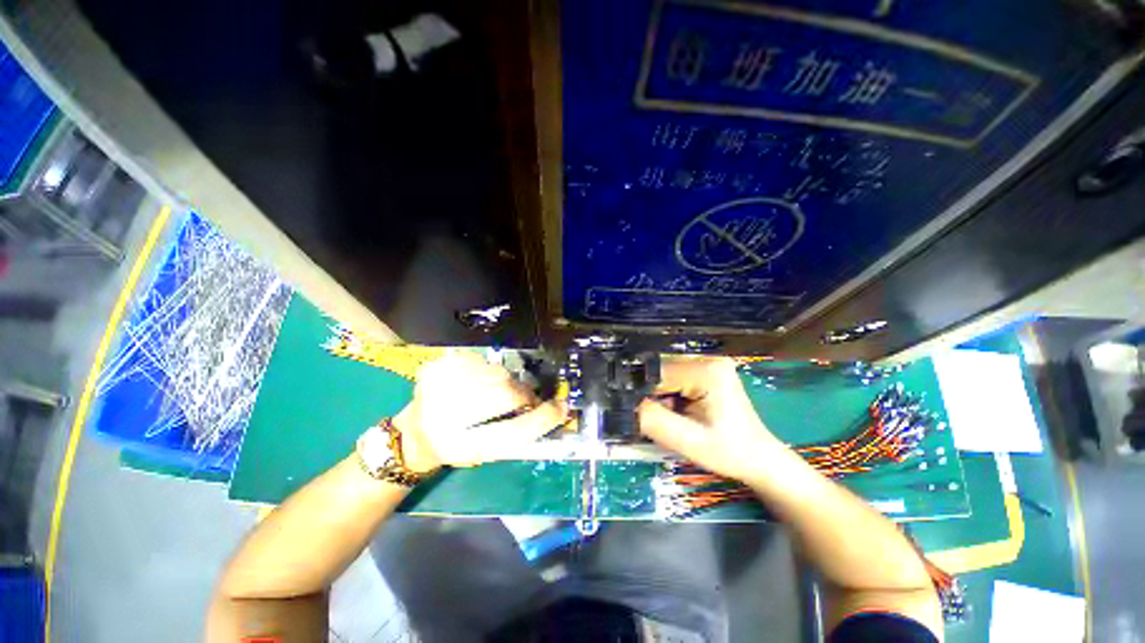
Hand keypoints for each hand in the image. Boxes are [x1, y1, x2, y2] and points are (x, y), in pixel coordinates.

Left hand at [395, 351, 565, 472]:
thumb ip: (516, 433)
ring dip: (507, 382)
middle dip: (523, 395)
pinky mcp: (436, 368)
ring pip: (495, 374)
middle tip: (528, 398)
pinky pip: (480, 361)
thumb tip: (550, 408)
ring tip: (501, 390)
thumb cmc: (455, 448)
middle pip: (504, 394)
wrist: (413, 433)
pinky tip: (482, 381)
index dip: (541, 419)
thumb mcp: (486, 453)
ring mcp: (436, 387)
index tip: (561, 408)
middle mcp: (444, 417)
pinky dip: (490, 371)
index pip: (511, 432)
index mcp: (459, 447)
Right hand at [639, 357, 781, 482]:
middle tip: (668, 421)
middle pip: (661, 372)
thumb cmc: (730, 452)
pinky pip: (675, 379)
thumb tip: (628, 406)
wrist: (759, 459)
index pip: (658, 374)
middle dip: (656, 397)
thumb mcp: (690, 442)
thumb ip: (655, 421)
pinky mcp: (707, 371)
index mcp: (707, 370)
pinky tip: (683, 412)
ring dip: (663, 397)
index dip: (646, 395)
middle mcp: (707, 359)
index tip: (645, 415)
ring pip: (665, 376)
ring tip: (678, 418)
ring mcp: (708, 363)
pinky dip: (671, 396)